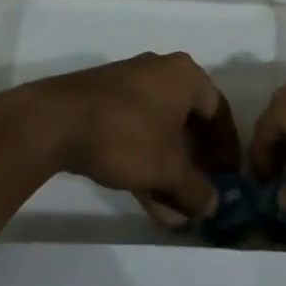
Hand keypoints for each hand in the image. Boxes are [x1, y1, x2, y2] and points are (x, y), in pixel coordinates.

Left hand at [22, 52, 226, 224]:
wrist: (55, 121)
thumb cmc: (126, 135)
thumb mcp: (166, 168)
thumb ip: (195, 189)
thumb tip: (214, 206)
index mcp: (185, 76)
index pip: (218, 112)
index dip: (227, 148)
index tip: (230, 177)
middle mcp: (162, 73)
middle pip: (190, 122)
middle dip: (196, 164)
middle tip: (202, 193)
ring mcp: (130, 86)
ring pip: (161, 132)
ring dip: (170, 171)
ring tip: (175, 212)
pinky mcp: (105, 103)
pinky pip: (138, 133)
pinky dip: (147, 163)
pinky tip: (149, 202)